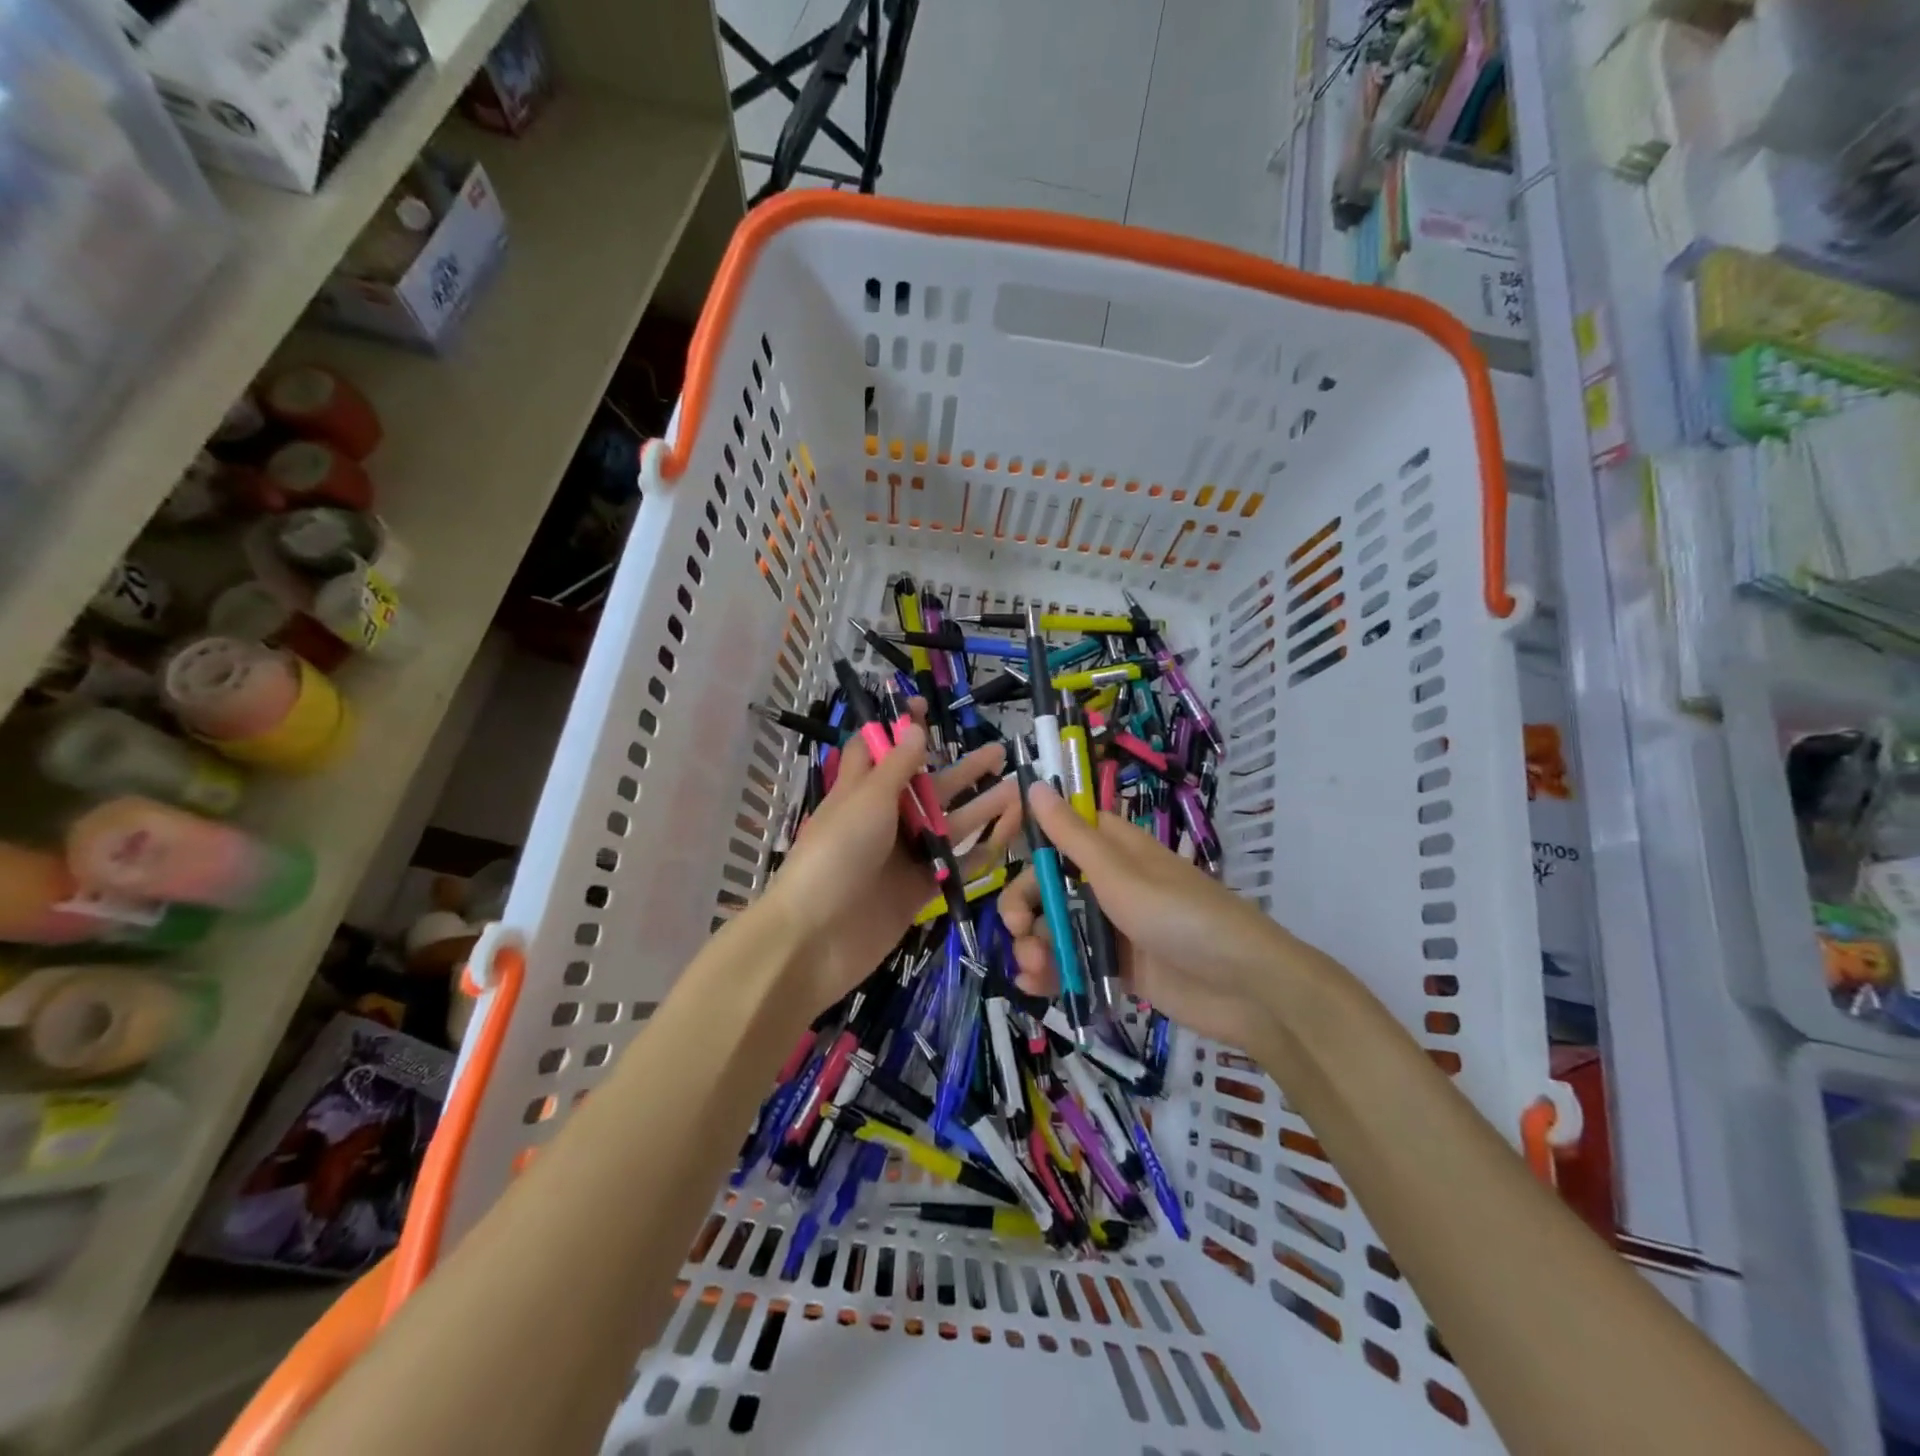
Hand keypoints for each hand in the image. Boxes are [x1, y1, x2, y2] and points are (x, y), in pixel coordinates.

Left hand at [762, 723, 1019, 1015]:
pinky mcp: (919, 887)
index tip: (927, 707)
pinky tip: (1009, 834)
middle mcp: (884, 818)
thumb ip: (897, 767)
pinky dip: (981, 849)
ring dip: (981, 807)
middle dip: (961, 770)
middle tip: (999, 752)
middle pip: (927, 786)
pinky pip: (955, 863)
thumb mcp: (866, 800)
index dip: (900, 728)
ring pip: (948, 824)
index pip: (878, 749)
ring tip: (1018, 789)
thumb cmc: (835, 855)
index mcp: (861, 790)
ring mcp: (903, 854)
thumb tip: (915, 728)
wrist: (816, 938)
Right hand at [999, 782, 1311, 1053]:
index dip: (1028, 838)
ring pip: (1055, 926)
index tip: (999, 847)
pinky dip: (1050, 972)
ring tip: (1033, 968)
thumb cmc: (1180, 916)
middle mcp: (1108, 882)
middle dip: (1025, 905)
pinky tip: (1036, 984)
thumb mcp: (1119, 874)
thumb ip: (1071, 836)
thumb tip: (1034, 783)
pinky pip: (1072, 962)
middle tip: (1016, 927)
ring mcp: (1112, 926)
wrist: (1244, 987)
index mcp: (1113, 848)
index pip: (1059, 832)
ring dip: (1034, 943)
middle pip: (1048, 885)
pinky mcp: (1117, 966)